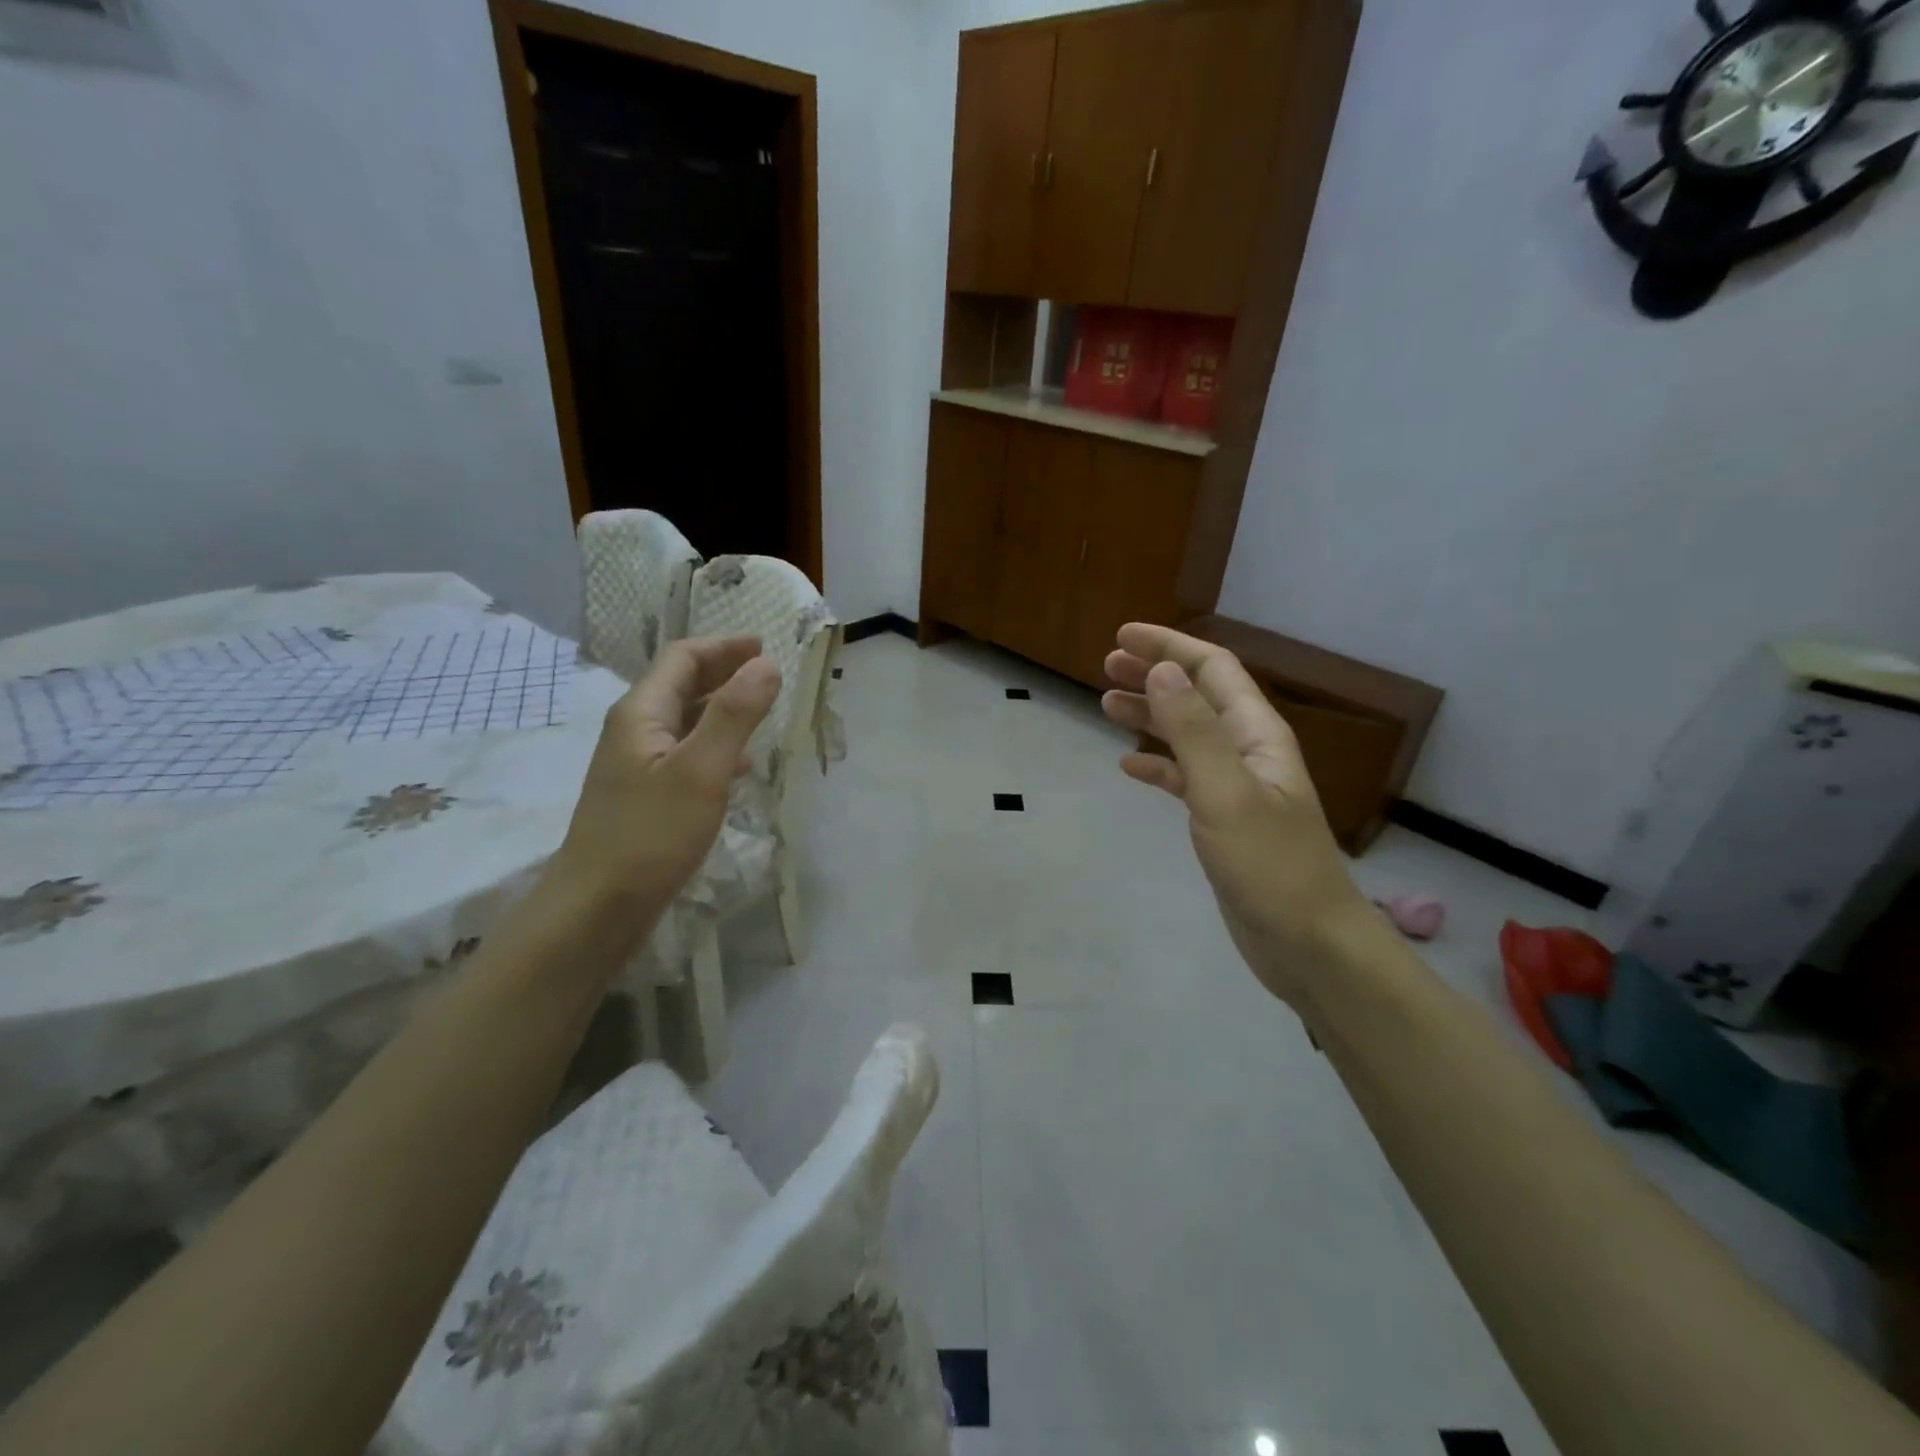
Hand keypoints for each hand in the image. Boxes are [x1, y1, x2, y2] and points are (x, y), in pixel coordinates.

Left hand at [551, 635, 780, 918]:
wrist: (597, 908)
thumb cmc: (650, 835)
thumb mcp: (701, 770)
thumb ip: (734, 715)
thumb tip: (766, 665)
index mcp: (641, 713)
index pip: (682, 657)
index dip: (724, 646)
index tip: (766, 647)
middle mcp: (635, 730)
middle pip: (681, 684)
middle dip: (724, 671)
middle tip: (769, 674)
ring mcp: (637, 765)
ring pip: (685, 720)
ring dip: (722, 707)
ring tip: (762, 712)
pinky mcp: (645, 796)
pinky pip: (685, 753)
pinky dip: (715, 745)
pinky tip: (739, 764)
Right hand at [1101, 624, 1376, 1006]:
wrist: (1306, 943)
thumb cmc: (1269, 865)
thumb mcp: (1226, 792)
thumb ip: (1193, 731)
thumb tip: (1161, 671)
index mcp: (1257, 734)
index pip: (1213, 669)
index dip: (1169, 646)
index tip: (1122, 636)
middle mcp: (1248, 751)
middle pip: (1198, 695)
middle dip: (1155, 674)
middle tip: (1106, 667)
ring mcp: (1236, 787)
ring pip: (1187, 734)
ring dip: (1150, 714)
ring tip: (1106, 704)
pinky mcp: (1223, 820)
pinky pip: (1184, 777)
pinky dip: (1156, 765)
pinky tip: (1128, 766)